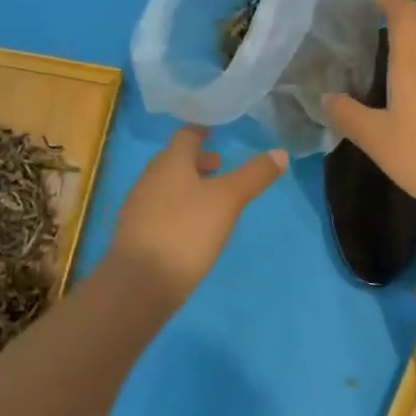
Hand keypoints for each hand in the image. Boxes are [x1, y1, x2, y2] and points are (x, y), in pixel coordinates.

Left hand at [108, 127, 287, 298]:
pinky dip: (176, 208)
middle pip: (173, 160)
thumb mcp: (228, 200)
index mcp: (170, 162)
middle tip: (219, 168)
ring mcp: (138, 206)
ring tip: (208, 200)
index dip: (200, 133)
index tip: (214, 134)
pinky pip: (158, 209)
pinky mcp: (135, 233)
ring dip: (186, 185)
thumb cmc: (187, 230)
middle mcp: (149, 177)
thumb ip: (253, 176)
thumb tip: (281, 152)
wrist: (141, 282)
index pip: (185, 136)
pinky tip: (190, 228)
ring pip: (165, 185)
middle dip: (196, 161)